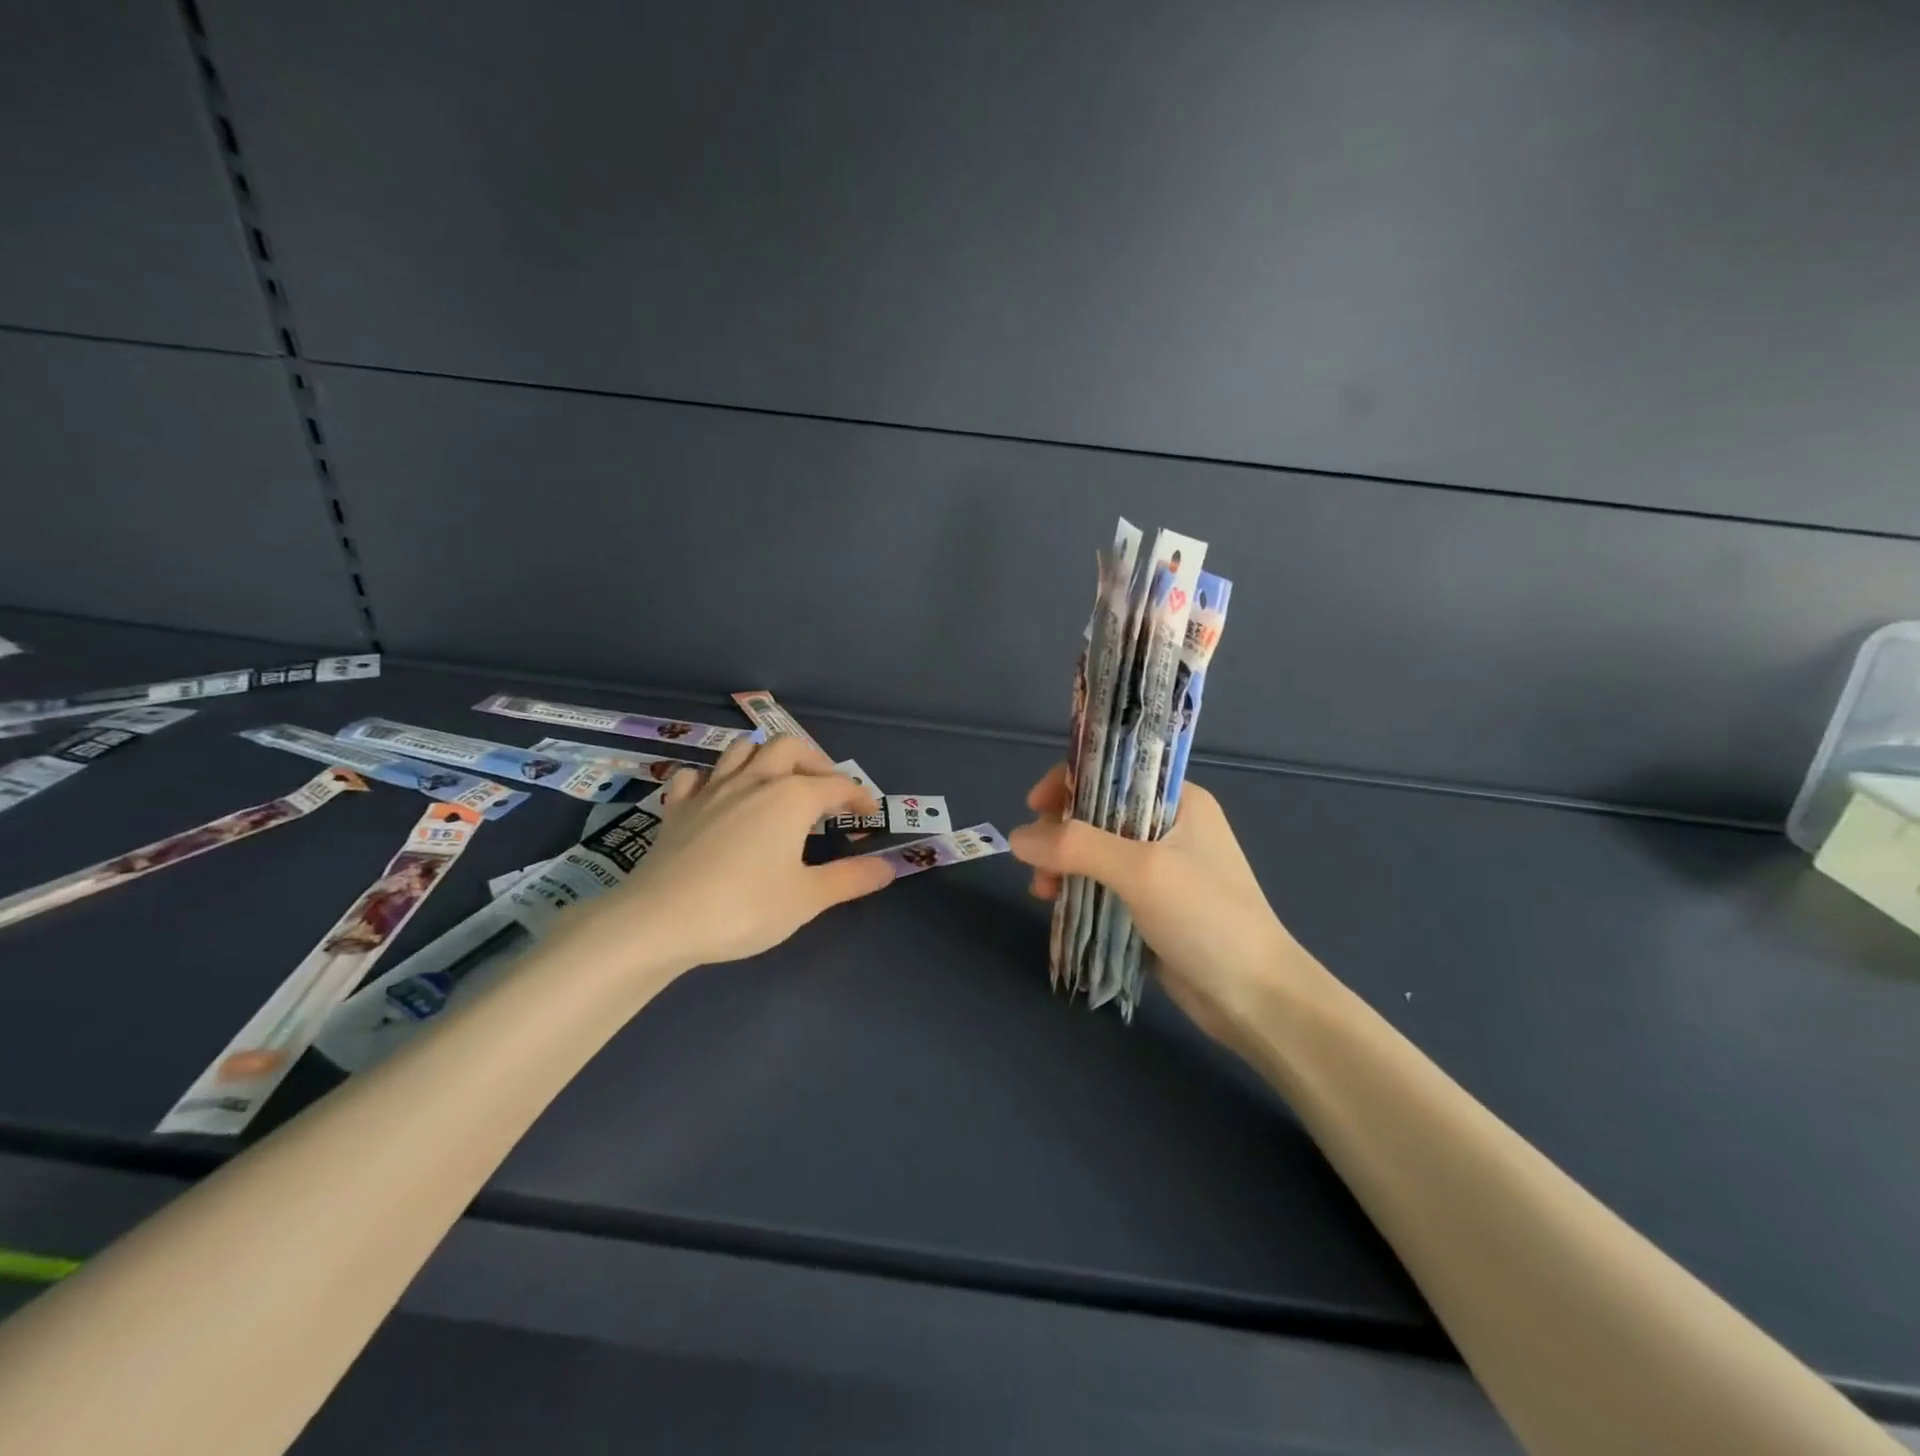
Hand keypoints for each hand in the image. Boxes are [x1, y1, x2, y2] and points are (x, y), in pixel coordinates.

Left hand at [606, 736, 893, 972]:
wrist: (659, 921)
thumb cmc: (744, 908)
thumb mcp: (807, 899)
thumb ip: (850, 878)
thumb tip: (889, 867)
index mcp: (791, 797)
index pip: (837, 785)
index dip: (859, 797)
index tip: (870, 816)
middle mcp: (754, 780)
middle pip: (789, 747)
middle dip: (814, 761)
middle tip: (825, 789)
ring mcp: (711, 789)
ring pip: (742, 749)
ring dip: (765, 757)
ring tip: (776, 782)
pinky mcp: (677, 807)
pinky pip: (695, 776)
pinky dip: (711, 779)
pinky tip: (716, 797)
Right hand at [1009, 764, 1315, 1051]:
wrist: (1255, 999)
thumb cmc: (1206, 918)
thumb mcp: (1141, 871)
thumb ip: (1077, 847)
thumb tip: (1016, 837)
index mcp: (1178, 801)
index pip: (1113, 771)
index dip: (1068, 783)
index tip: (1034, 809)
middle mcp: (1169, 826)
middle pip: (1097, 813)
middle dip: (1060, 834)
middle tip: (1037, 864)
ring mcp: (1161, 868)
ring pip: (1095, 853)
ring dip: (1064, 866)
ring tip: (1043, 893)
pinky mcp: (1151, 906)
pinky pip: (1102, 886)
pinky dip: (1078, 891)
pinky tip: (1058, 907)